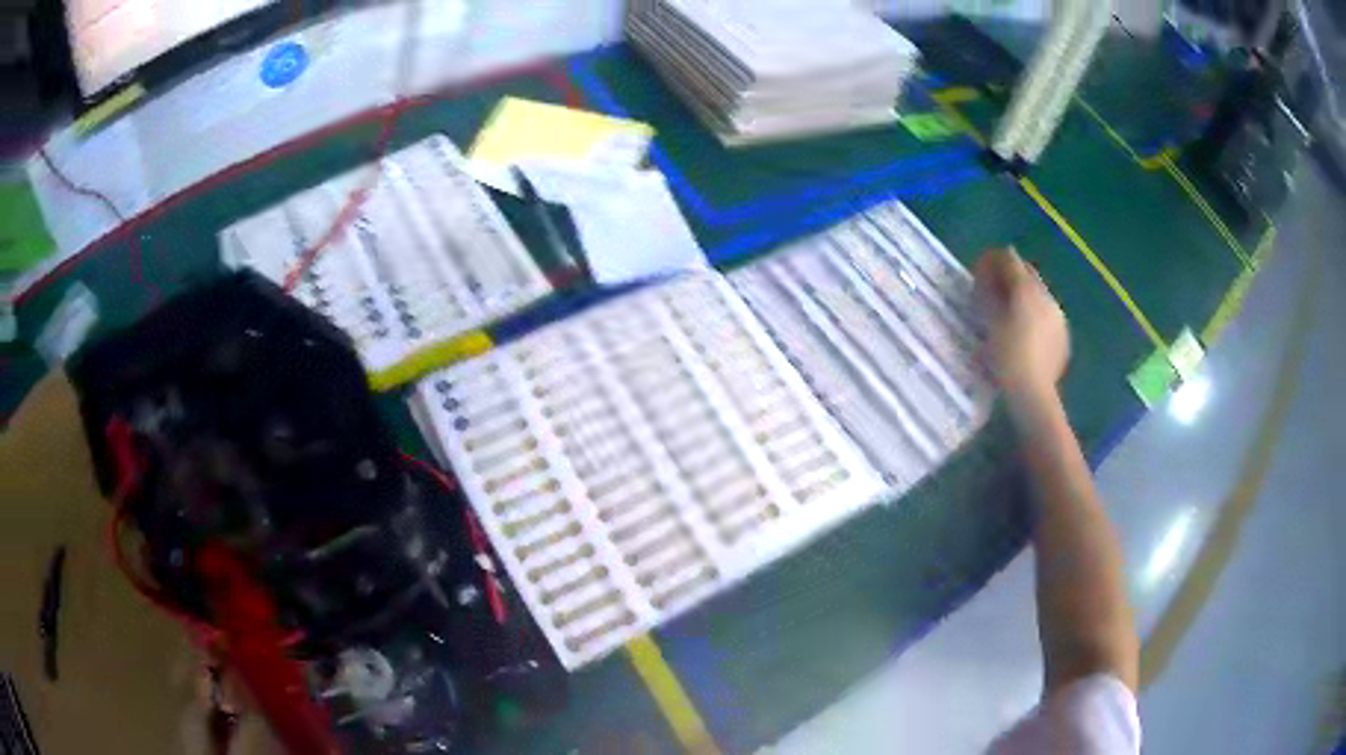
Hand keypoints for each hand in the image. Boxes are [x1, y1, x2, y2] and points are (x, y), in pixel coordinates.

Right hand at [973, 248, 1069, 404]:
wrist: (1034, 394)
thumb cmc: (1006, 357)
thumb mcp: (990, 322)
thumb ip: (987, 292)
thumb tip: (984, 273)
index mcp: (1026, 289)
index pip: (1009, 259)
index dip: (993, 259)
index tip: (979, 267)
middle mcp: (1046, 296)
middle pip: (1027, 272)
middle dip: (1011, 274)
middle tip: (993, 287)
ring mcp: (1058, 315)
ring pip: (1039, 293)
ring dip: (1023, 294)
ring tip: (1008, 310)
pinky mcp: (1063, 334)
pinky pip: (1047, 313)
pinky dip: (1034, 313)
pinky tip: (1025, 330)